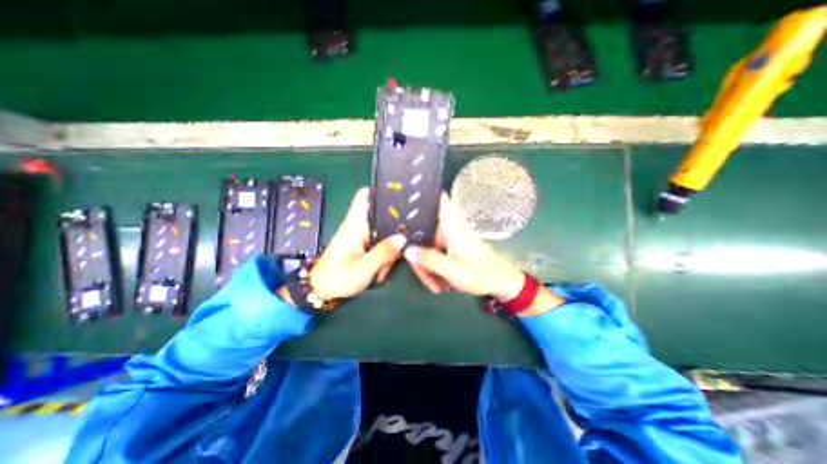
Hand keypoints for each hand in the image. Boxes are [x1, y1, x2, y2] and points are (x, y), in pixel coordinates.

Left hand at [306, 187, 406, 300]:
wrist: (320, 290)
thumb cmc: (338, 277)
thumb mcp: (364, 268)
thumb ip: (384, 252)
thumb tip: (403, 238)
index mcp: (355, 224)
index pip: (364, 196)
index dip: (380, 190)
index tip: (399, 194)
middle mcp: (358, 226)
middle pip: (381, 215)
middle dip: (395, 225)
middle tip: (408, 236)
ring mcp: (361, 236)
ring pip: (383, 231)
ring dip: (390, 245)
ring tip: (392, 262)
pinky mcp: (362, 245)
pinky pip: (379, 242)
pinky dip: (385, 253)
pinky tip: (384, 268)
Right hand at [407, 192, 526, 300]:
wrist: (502, 283)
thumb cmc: (481, 274)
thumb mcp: (454, 270)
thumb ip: (430, 260)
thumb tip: (407, 250)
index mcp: (454, 226)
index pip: (441, 200)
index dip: (425, 194)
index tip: (408, 198)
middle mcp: (451, 228)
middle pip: (425, 230)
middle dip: (420, 253)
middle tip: (423, 275)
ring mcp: (451, 238)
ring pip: (428, 245)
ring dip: (427, 265)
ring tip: (435, 284)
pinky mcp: (452, 247)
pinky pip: (435, 253)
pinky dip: (434, 266)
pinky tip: (439, 281)